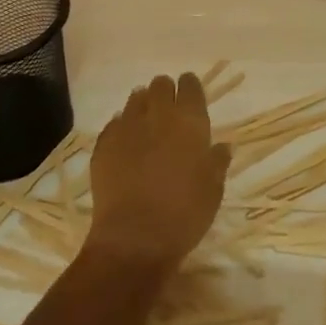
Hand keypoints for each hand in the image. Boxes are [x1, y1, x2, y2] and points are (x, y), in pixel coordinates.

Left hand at [86, 74, 231, 277]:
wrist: (134, 239)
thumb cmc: (184, 214)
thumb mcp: (213, 190)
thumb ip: (217, 162)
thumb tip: (222, 146)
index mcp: (189, 122)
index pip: (190, 86)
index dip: (191, 87)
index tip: (191, 95)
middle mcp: (158, 115)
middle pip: (160, 85)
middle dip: (166, 92)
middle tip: (169, 110)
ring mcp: (127, 127)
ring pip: (135, 99)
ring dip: (143, 105)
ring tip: (146, 124)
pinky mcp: (104, 144)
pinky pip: (115, 123)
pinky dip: (122, 127)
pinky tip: (126, 143)